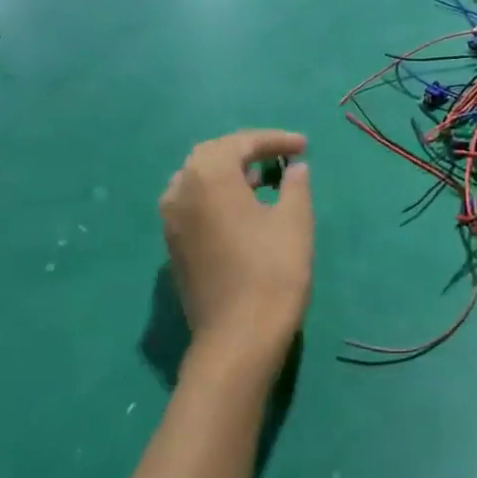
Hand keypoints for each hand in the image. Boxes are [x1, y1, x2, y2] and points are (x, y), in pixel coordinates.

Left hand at [160, 130, 312, 379]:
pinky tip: (245, 210)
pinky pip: (193, 204)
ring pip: (198, 180)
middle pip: (212, 155)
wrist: (238, 337)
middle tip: (280, 157)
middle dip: (247, 151)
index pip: (241, 143)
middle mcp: (180, 190)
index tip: (305, 146)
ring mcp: (171, 220)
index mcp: (208, 176)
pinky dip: (218, 196)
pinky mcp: (173, 246)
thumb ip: (295, 185)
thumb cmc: (273, 271)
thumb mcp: (295, 220)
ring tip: (264, 181)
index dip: (275, 140)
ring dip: (230, 173)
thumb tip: (295, 167)